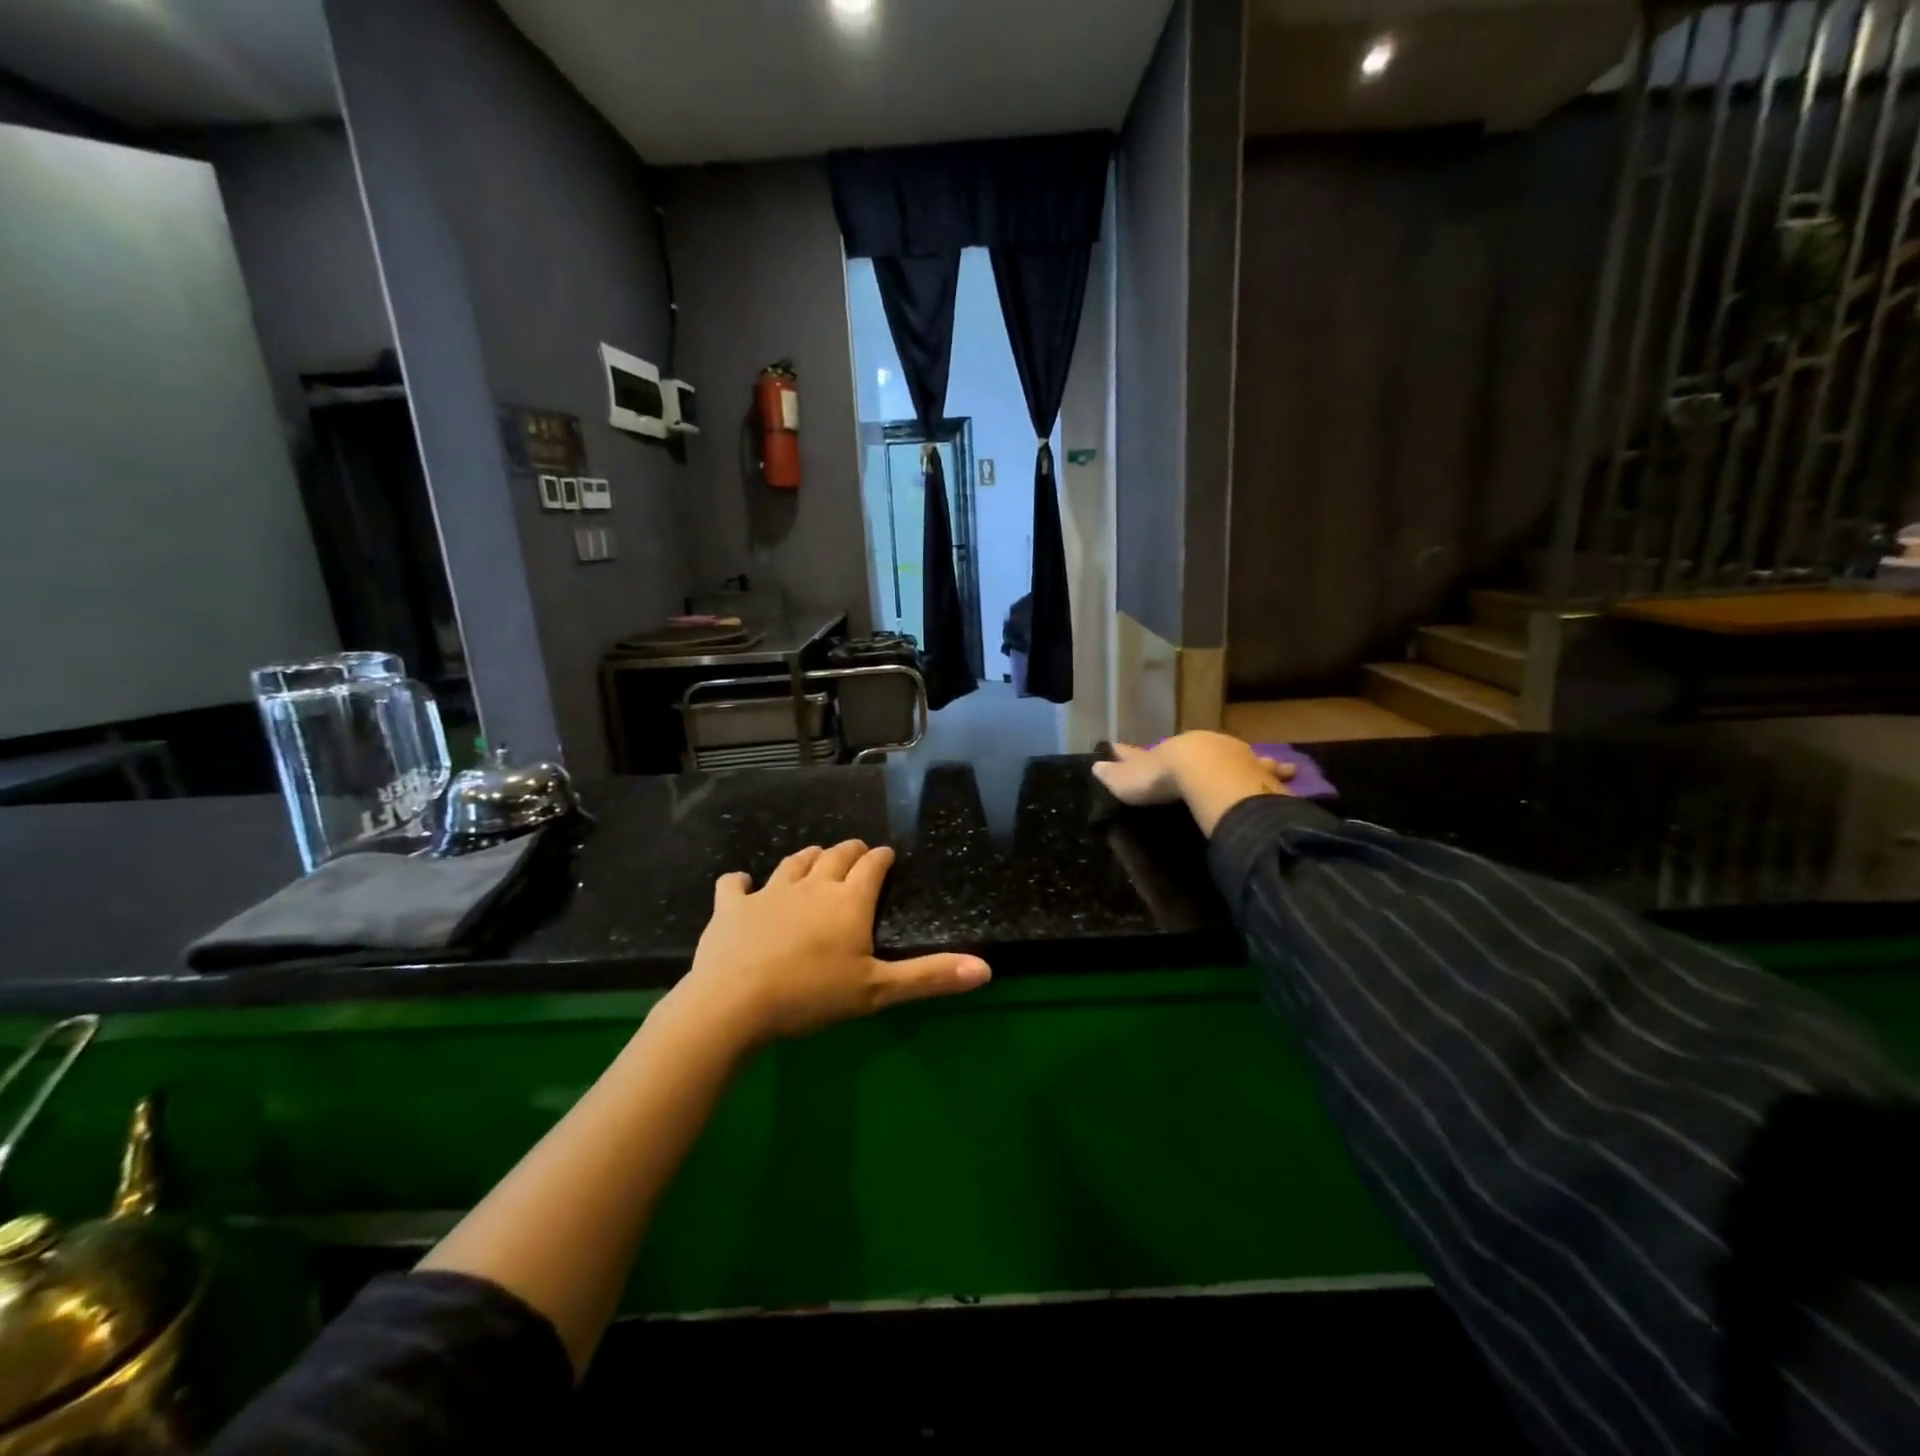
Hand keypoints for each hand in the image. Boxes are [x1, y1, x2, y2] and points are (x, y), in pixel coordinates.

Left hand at [674, 839, 990, 1048]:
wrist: (734, 1002)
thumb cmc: (812, 995)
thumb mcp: (878, 991)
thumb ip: (930, 976)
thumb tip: (986, 969)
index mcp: (849, 901)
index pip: (872, 866)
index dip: (881, 858)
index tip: (886, 855)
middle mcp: (812, 886)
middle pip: (835, 856)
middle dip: (850, 851)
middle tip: (857, 852)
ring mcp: (769, 892)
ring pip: (793, 862)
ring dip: (808, 857)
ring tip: (815, 858)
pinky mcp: (731, 906)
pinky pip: (735, 884)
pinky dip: (740, 881)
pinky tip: (742, 883)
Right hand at [1093, 734, 1292, 804]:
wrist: (1208, 774)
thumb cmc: (1165, 779)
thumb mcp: (1131, 781)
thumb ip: (1115, 775)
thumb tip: (1095, 765)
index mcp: (1164, 752)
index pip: (1142, 752)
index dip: (1130, 753)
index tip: (1118, 746)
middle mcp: (1196, 747)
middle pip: (1187, 749)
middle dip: (1184, 753)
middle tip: (1183, 754)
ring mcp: (1228, 754)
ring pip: (1229, 754)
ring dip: (1233, 758)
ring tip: (1242, 758)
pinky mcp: (1255, 767)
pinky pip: (1266, 766)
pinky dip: (1276, 767)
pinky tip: (1288, 768)